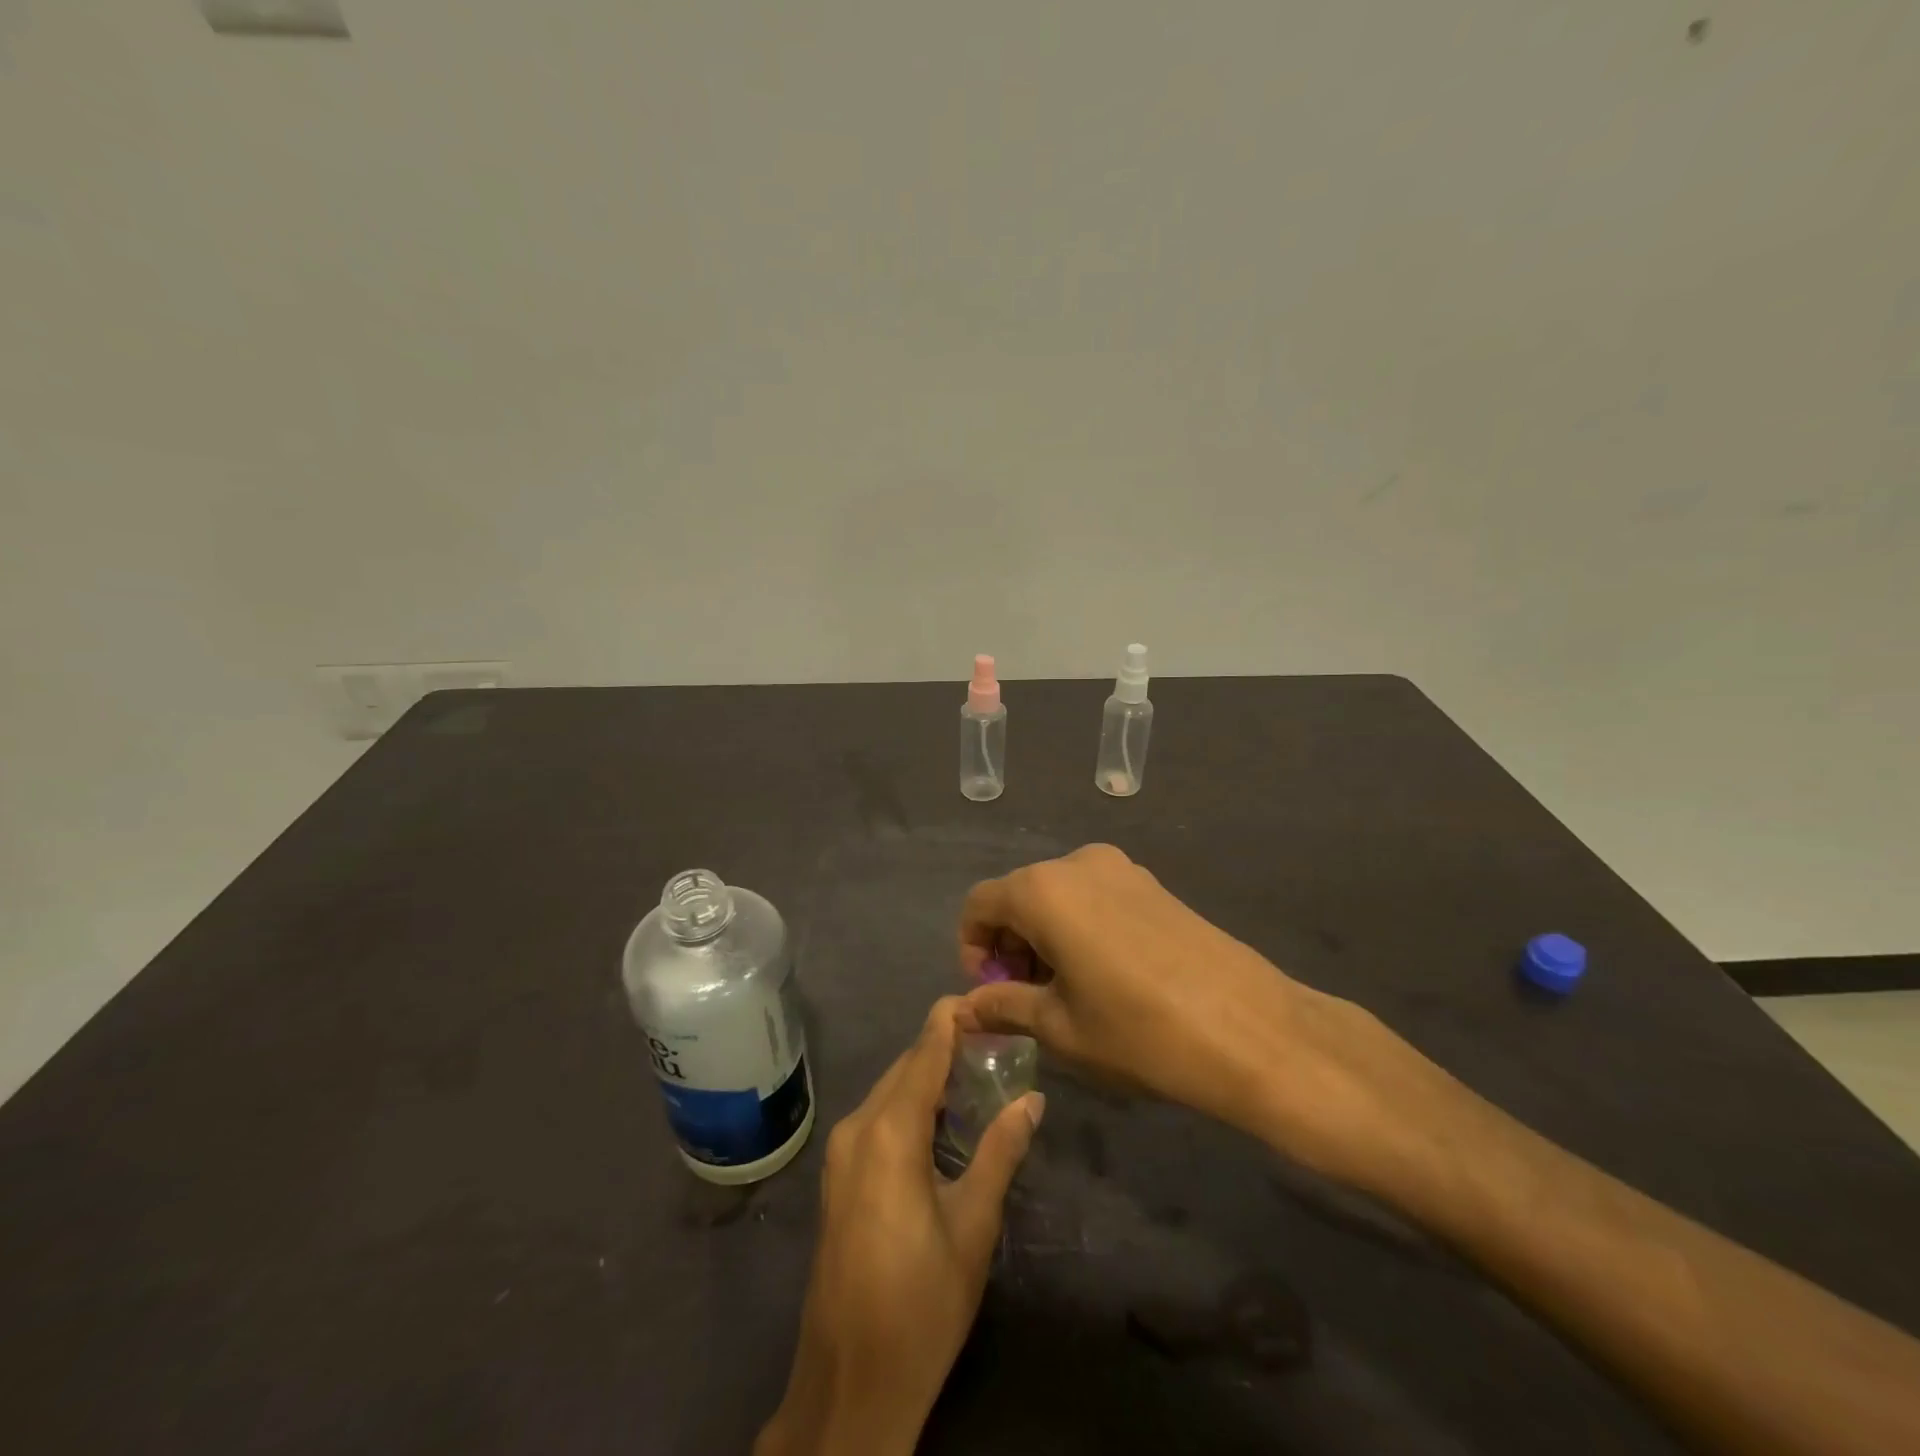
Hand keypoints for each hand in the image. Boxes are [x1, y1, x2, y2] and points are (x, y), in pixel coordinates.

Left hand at [755, 998, 1043, 1455]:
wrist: (850, 1383)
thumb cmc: (921, 1303)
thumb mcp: (973, 1225)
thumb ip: (1001, 1152)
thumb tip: (1033, 1099)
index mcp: (890, 1132)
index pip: (924, 1053)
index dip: (950, 1020)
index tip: (982, 998)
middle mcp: (858, 1127)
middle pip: (906, 1068)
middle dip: (944, 1047)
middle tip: (995, 1040)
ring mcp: (841, 1153)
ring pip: (890, 1091)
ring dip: (928, 1076)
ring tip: (978, 1072)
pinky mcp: (838, 1176)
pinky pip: (877, 1117)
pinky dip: (910, 1104)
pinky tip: (942, 1118)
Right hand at [955, 845, 1455, 1193]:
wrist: (1251, 1029)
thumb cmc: (1138, 1031)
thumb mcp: (1060, 1027)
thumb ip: (1003, 1006)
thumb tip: (964, 1011)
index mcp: (1043, 889)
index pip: (979, 904)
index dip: (972, 948)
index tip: (991, 993)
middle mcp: (1077, 863)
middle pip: (1018, 895)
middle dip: (1010, 944)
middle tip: (1025, 999)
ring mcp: (1121, 868)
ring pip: (1058, 896)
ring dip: (1045, 937)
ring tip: (1066, 993)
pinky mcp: (1153, 884)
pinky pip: (1094, 897)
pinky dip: (1079, 928)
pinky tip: (1105, 976)